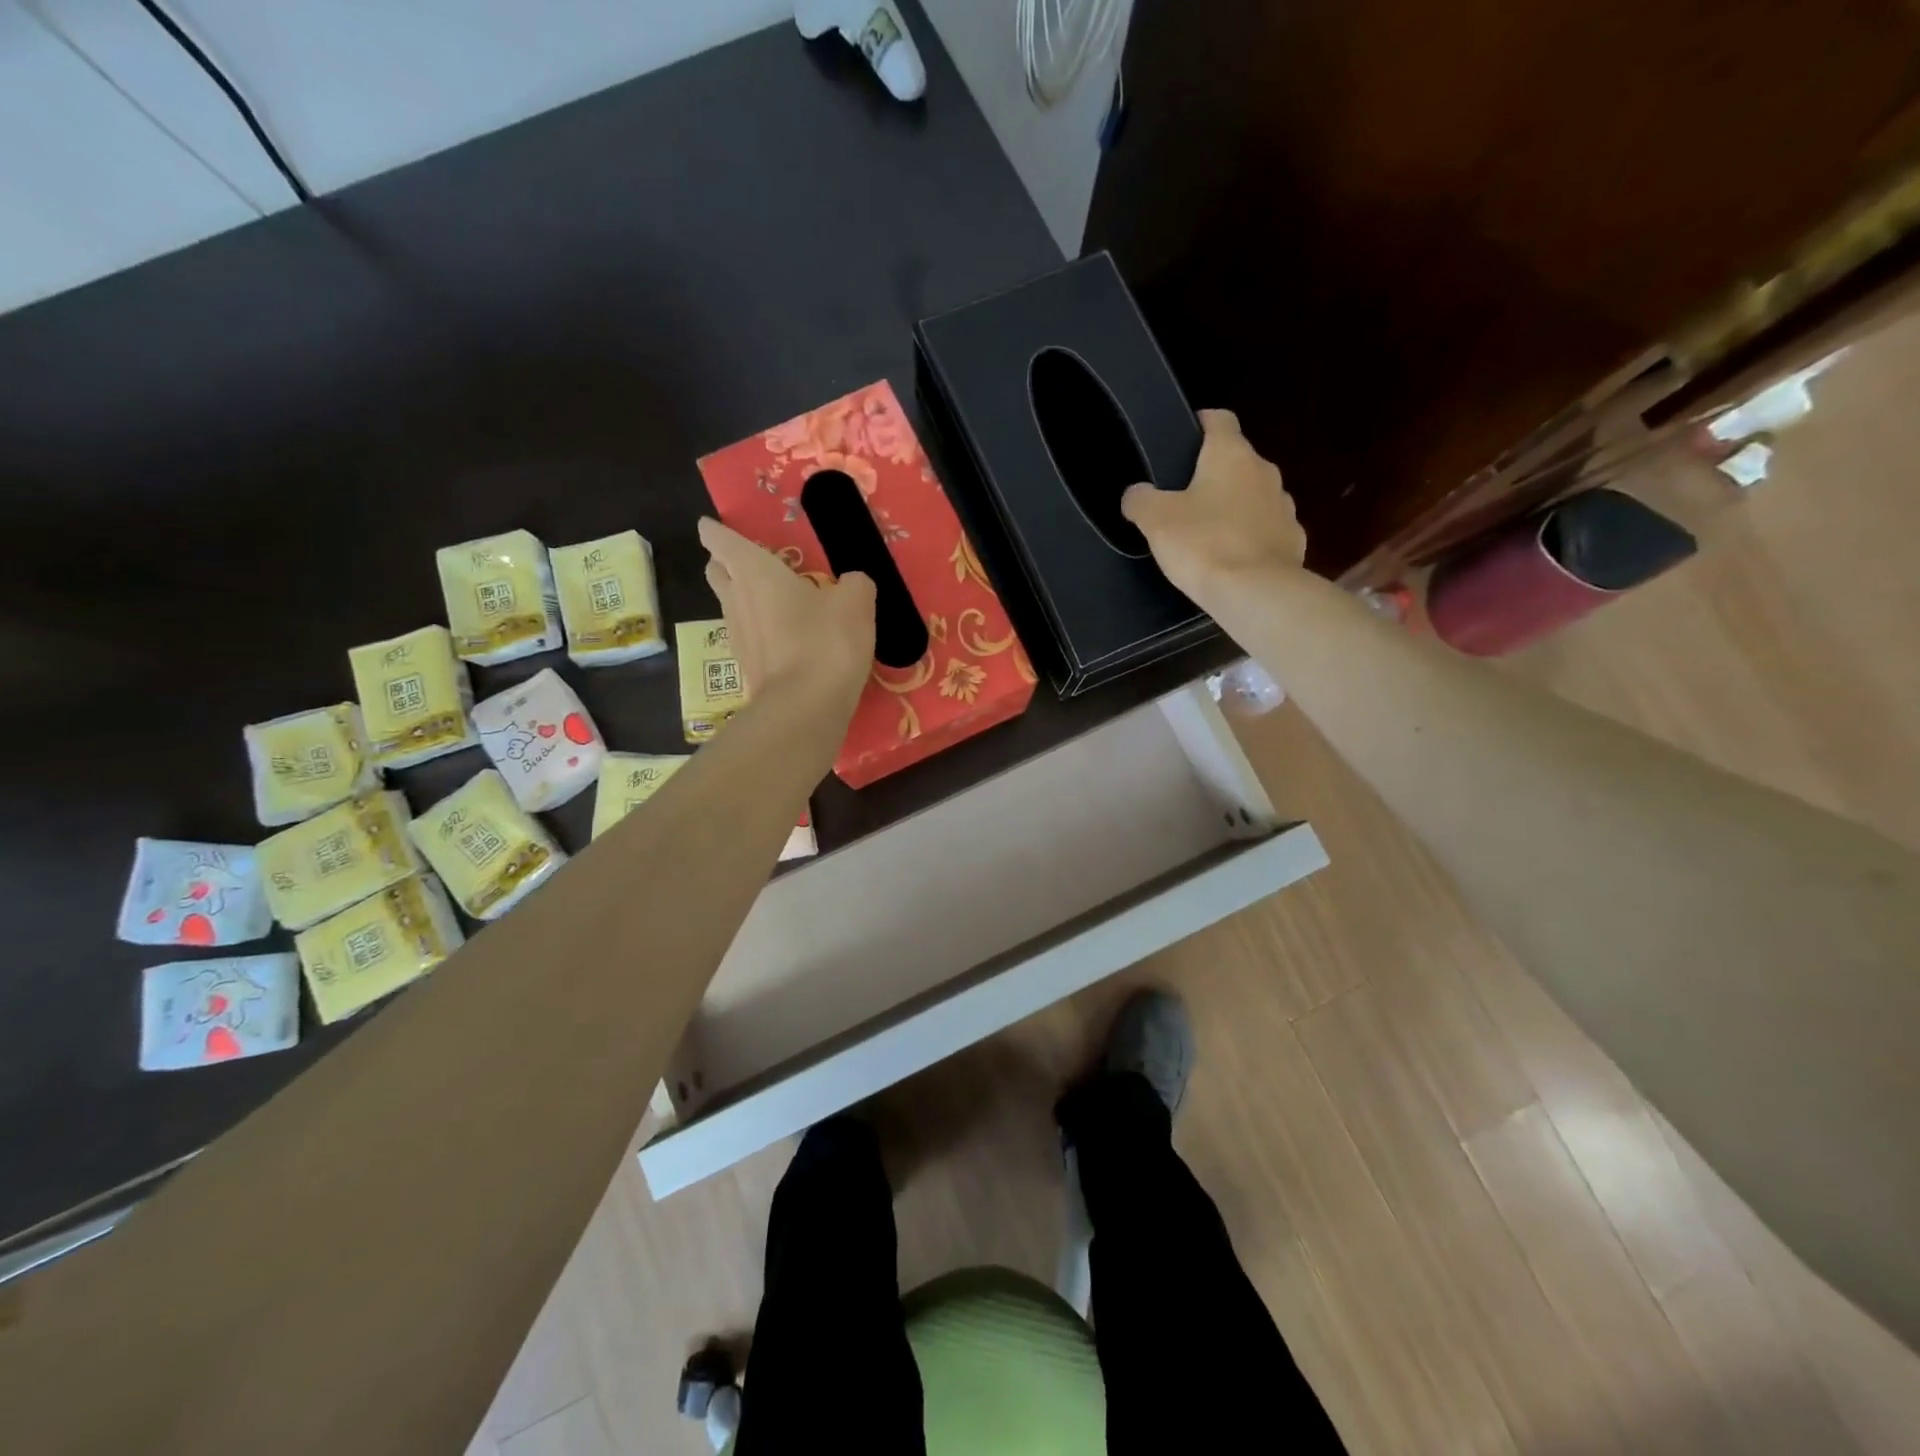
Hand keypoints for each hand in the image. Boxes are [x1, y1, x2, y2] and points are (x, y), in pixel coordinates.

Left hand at [699, 517, 875, 711]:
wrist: (805, 709)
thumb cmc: (826, 642)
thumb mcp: (856, 602)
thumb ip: (854, 584)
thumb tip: (851, 584)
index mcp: (754, 571)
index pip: (720, 541)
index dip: (715, 531)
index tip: (712, 526)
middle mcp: (736, 600)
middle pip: (717, 572)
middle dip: (725, 563)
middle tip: (750, 563)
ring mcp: (738, 637)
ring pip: (732, 606)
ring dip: (746, 599)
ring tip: (776, 601)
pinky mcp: (748, 668)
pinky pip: (749, 637)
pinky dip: (761, 631)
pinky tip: (787, 638)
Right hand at [1121, 410, 1306, 602]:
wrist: (1256, 592)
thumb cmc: (1203, 545)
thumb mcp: (1156, 521)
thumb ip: (1141, 500)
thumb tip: (1136, 493)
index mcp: (1231, 455)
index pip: (1219, 420)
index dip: (1200, 424)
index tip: (1182, 440)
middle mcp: (1264, 471)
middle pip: (1237, 460)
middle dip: (1214, 474)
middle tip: (1185, 498)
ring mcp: (1284, 506)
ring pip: (1254, 496)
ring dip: (1235, 507)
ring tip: (1209, 533)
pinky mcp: (1293, 539)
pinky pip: (1267, 530)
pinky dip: (1251, 537)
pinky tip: (1234, 559)